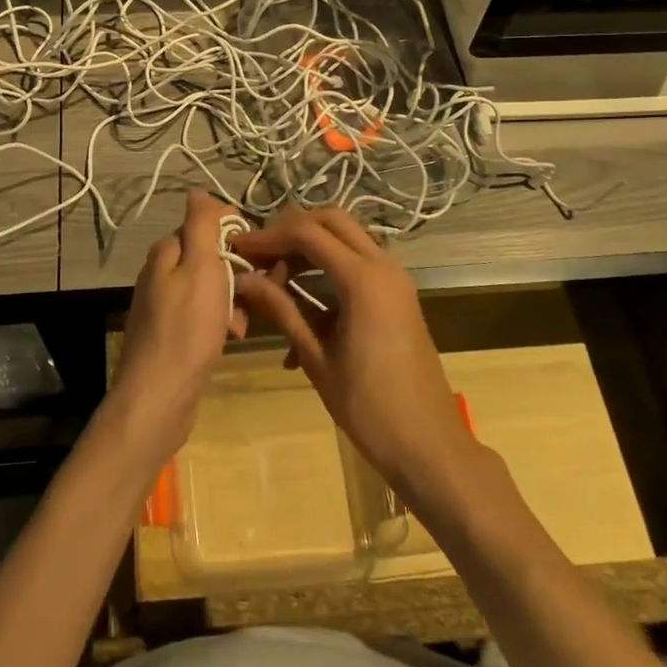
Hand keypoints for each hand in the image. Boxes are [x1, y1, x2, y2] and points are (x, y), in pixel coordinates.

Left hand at [99, 191, 246, 482]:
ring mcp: (165, 303)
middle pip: (210, 256)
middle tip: (265, 287)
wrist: (160, 395)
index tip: (264, 252)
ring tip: (248, 318)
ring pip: (211, 286)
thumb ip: (200, 226)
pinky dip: (222, 320)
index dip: (237, 233)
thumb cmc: (187, 328)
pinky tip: (235, 336)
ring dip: (235, 297)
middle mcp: (161, 272)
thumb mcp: (200, 267)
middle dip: (240, 269)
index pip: (207, 223)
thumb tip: (197, 190)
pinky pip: (204, 313)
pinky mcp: (172, 332)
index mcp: (166, 252)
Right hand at [231, 206, 477, 504]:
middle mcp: (384, 266)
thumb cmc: (369, 407)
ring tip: (273, 281)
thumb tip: (243, 279)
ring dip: (309, 250)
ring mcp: (395, 280)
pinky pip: (358, 265)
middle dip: (291, 231)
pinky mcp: (398, 295)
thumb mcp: (316, 358)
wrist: (429, 444)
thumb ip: (281, 310)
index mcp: (363, 280)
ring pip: (347, 239)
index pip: (307, 233)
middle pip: (331, 221)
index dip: (268, 236)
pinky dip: (328, 272)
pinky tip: (302, 310)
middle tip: (260, 256)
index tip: (238, 248)